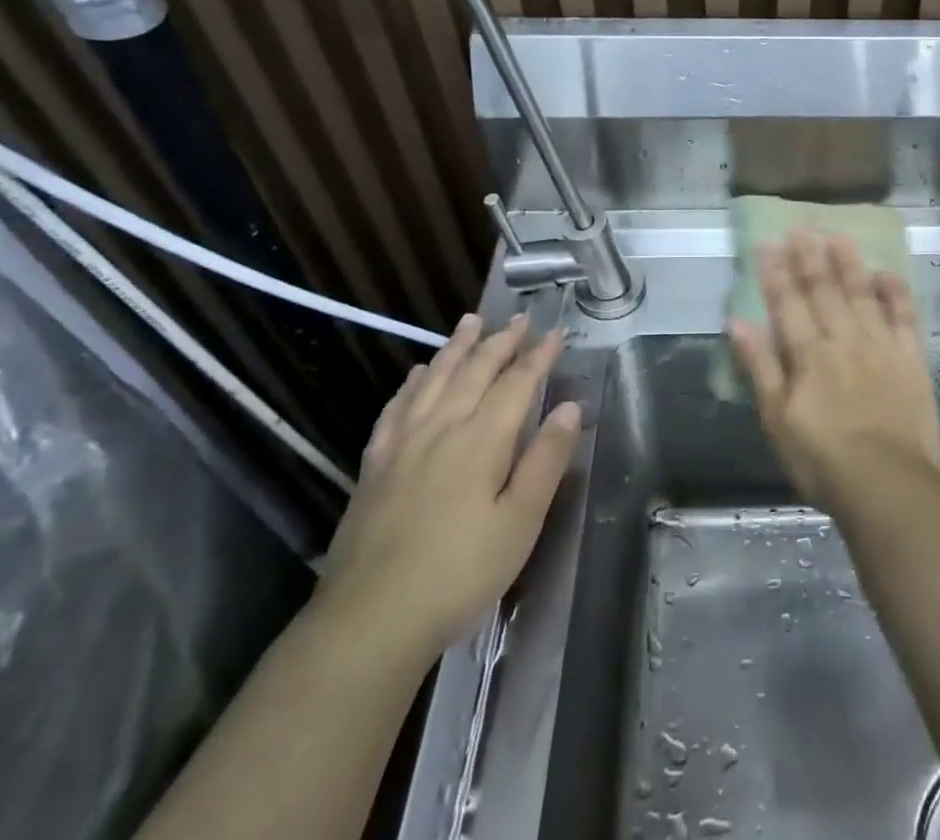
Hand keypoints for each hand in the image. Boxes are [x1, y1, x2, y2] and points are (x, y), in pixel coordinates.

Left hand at [313, 313, 580, 664]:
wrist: (369, 620)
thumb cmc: (458, 574)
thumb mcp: (519, 523)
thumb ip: (546, 461)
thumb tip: (570, 407)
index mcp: (482, 440)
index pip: (517, 383)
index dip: (539, 355)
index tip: (556, 332)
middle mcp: (442, 427)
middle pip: (475, 370)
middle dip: (501, 341)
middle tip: (521, 318)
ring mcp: (403, 443)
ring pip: (434, 378)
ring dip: (457, 347)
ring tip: (471, 322)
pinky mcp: (375, 465)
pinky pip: (396, 407)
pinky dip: (411, 383)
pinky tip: (416, 374)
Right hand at [728, 230, 939, 512]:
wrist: (889, 486)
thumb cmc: (823, 460)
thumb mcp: (777, 420)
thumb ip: (759, 367)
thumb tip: (737, 322)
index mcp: (808, 354)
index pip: (787, 302)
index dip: (776, 271)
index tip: (768, 243)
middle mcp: (843, 339)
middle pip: (824, 289)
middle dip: (810, 256)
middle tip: (802, 226)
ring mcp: (880, 345)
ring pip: (861, 292)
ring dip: (848, 262)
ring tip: (838, 235)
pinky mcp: (911, 358)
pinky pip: (904, 316)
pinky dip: (895, 292)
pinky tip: (886, 272)